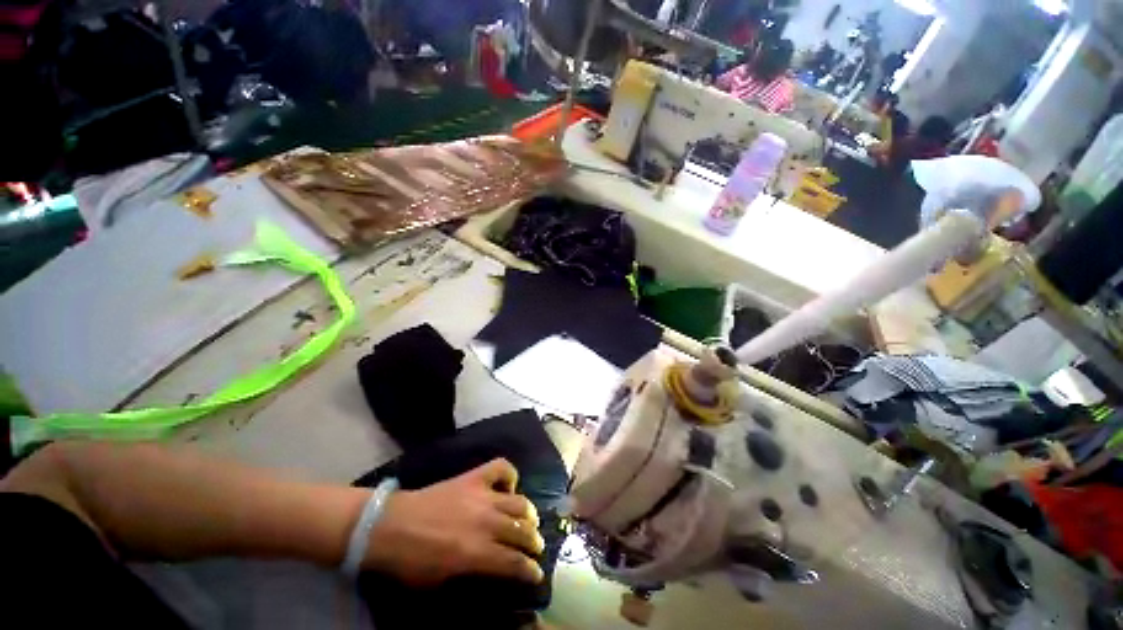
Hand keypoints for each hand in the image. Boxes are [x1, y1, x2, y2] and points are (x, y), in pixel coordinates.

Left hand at [363, 458, 545, 585]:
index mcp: (476, 553)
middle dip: (533, 542)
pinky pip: (502, 467)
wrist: (390, 525)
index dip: (530, 571)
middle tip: (535, 546)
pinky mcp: (474, 477)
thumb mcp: (440, 582)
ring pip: (519, 502)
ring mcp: (482, 495)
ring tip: (529, 519)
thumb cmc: (411, 561)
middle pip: (522, 531)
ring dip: (528, 513)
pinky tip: (509, 485)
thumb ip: (472, 575)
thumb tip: (492, 570)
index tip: (537, 574)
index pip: (514, 563)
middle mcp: (486, 522)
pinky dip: (511, 475)